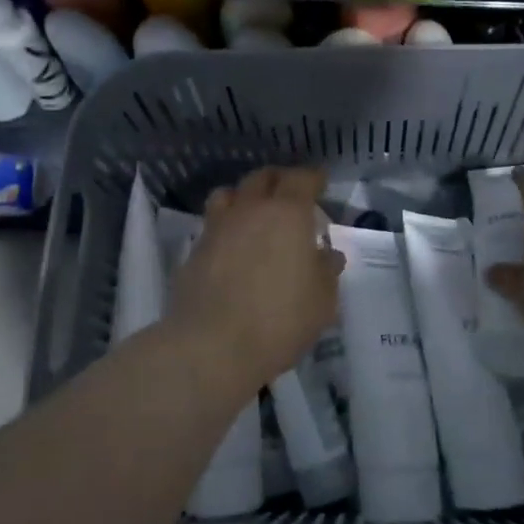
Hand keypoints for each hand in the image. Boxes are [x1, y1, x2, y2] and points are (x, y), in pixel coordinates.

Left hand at [165, 167, 344, 385]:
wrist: (212, 345)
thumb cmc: (280, 320)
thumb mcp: (322, 301)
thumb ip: (326, 271)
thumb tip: (328, 255)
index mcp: (287, 213)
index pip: (301, 178)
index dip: (313, 177)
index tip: (320, 182)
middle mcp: (250, 209)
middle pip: (262, 177)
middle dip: (279, 179)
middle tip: (290, 193)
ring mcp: (218, 227)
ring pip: (229, 193)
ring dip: (245, 195)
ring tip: (254, 212)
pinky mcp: (195, 249)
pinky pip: (213, 223)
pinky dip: (226, 225)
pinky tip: (233, 245)